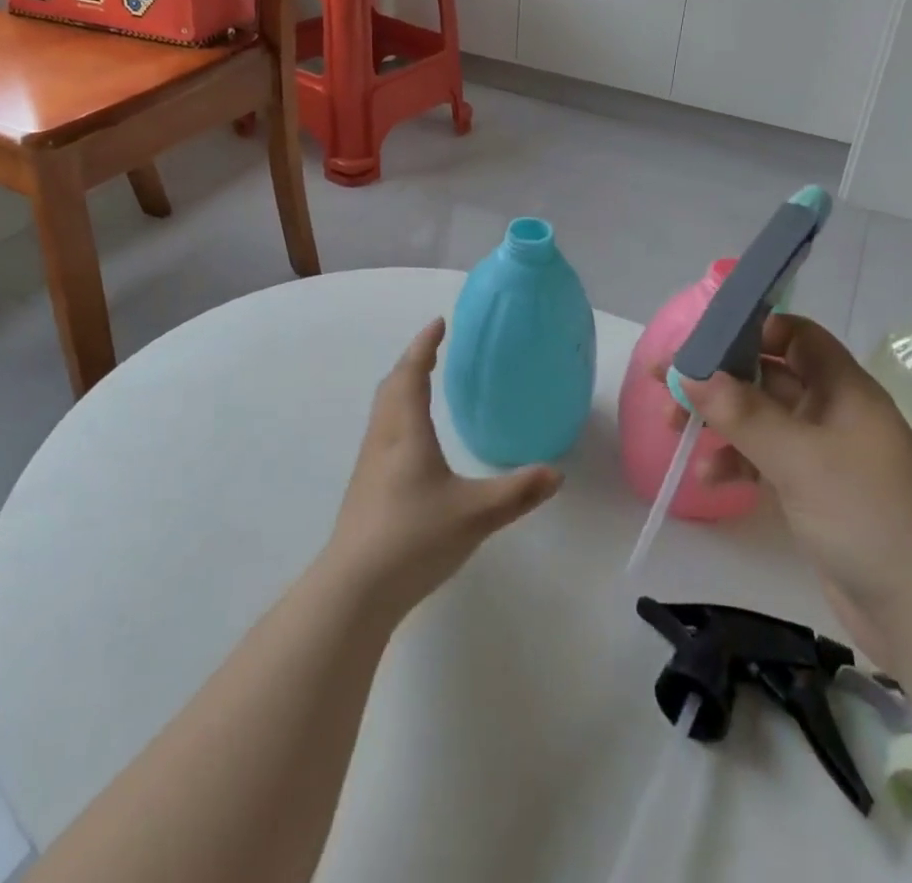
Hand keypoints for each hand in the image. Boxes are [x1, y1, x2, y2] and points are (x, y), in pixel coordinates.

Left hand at [326, 319, 561, 618]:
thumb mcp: (475, 514)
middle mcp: (384, 437)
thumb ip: (518, 492)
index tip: (439, 323)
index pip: (413, 372)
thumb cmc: (414, 537)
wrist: (354, 587)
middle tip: (435, 349)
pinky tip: (413, 438)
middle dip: (413, 360)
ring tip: (424, 383)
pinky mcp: (365, 486)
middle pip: (392, 384)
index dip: (425, 345)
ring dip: (402, 385)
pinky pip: (382, 430)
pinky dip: (398, 412)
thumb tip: (556, 473)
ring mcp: (369, 462)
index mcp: (406, 430)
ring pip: (384, 408)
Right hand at [673, 315, 911, 664]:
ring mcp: (821, 455)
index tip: (702, 343)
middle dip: (717, 378)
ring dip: (718, 421)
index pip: (794, 335)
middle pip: (765, 376)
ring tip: (674, 431)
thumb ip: (742, 413)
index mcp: (841, 388)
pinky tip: (710, 479)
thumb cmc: (870, 516)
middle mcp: (830, 412)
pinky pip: (762, 460)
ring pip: (758, 419)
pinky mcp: (811, 493)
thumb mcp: (801, 458)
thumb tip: (688, 374)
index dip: (751, 330)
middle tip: (665, 385)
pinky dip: (734, 462)